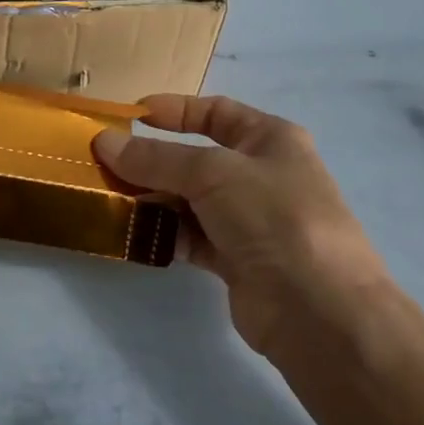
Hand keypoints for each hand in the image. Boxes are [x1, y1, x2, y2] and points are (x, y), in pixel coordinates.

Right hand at [94, 95, 387, 358]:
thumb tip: (103, 142)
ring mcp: (250, 220)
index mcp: (270, 139)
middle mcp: (261, 175)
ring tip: (109, 196)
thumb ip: (155, 158)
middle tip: (105, 162)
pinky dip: (164, 232)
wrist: (320, 314)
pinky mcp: (236, 260)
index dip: (174, 110)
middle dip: (152, 159)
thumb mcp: (212, 173)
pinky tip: (133, 231)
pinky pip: (190, 236)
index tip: (130, 116)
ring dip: (152, 197)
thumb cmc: (274, 217)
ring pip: (189, 198)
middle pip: (196, 158)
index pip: (215, 112)